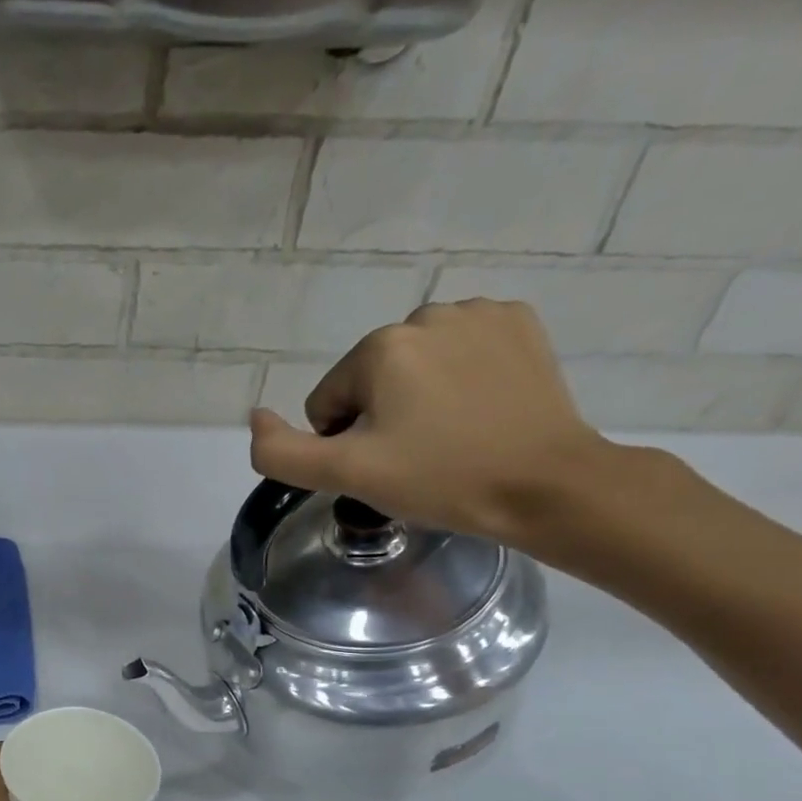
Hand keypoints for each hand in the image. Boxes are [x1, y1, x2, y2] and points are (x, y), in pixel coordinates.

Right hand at [248, 299, 617, 549]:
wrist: (546, 486)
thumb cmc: (440, 479)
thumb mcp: (346, 475)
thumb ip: (281, 452)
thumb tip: (255, 416)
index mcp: (380, 348)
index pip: (327, 403)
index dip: (344, 443)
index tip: (383, 466)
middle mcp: (426, 315)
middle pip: (369, 380)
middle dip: (380, 417)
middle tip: (416, 456)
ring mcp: (479, 314)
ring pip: (414, 365)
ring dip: (418, 397)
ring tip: (451, 435)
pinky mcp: (520, 323)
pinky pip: (460, 351)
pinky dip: (460, 377)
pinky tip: (480, 409)